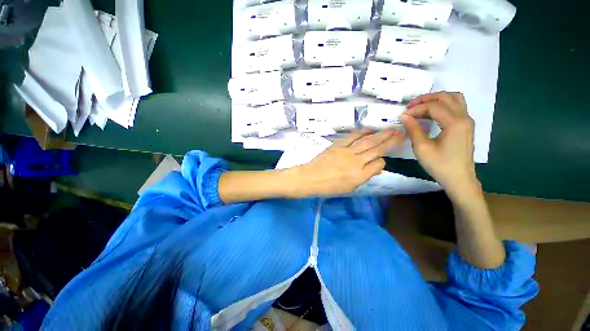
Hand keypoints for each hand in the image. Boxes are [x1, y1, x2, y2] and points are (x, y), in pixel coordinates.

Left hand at [291, 129, 403, 196]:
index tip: (382, 160)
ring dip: (381, 134)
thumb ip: (364, 177)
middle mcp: (356, 162)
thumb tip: (376, 166)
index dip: (383, 161)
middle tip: (401, 133)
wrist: (310, 178)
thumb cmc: (329, 187)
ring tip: (392, 129)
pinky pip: (353, 136)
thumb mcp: (349, 188)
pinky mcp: (338, 145)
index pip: (379, 164)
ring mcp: (347, 152)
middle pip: (377, 149)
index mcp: (360, 176)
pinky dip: (362, 132)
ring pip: (368, 141)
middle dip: (391, 141)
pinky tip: (370, 129)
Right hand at [401, 92, 479, 198]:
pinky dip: (443, 105)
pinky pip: (456, 107)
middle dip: (426, 98)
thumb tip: (405, 116)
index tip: (403, 116)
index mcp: (455, 123)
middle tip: (411, 106)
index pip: (433, 106)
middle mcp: (464, 117)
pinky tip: (431, 114)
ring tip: (421, 107)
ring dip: (437, 99)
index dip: (416, 109)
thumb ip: (413, 129)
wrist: (459, 179)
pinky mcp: (466, 126)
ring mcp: (467, 121)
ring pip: (454, 99)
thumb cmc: (440, 165)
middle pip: (446, 97)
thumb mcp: (422, 148)